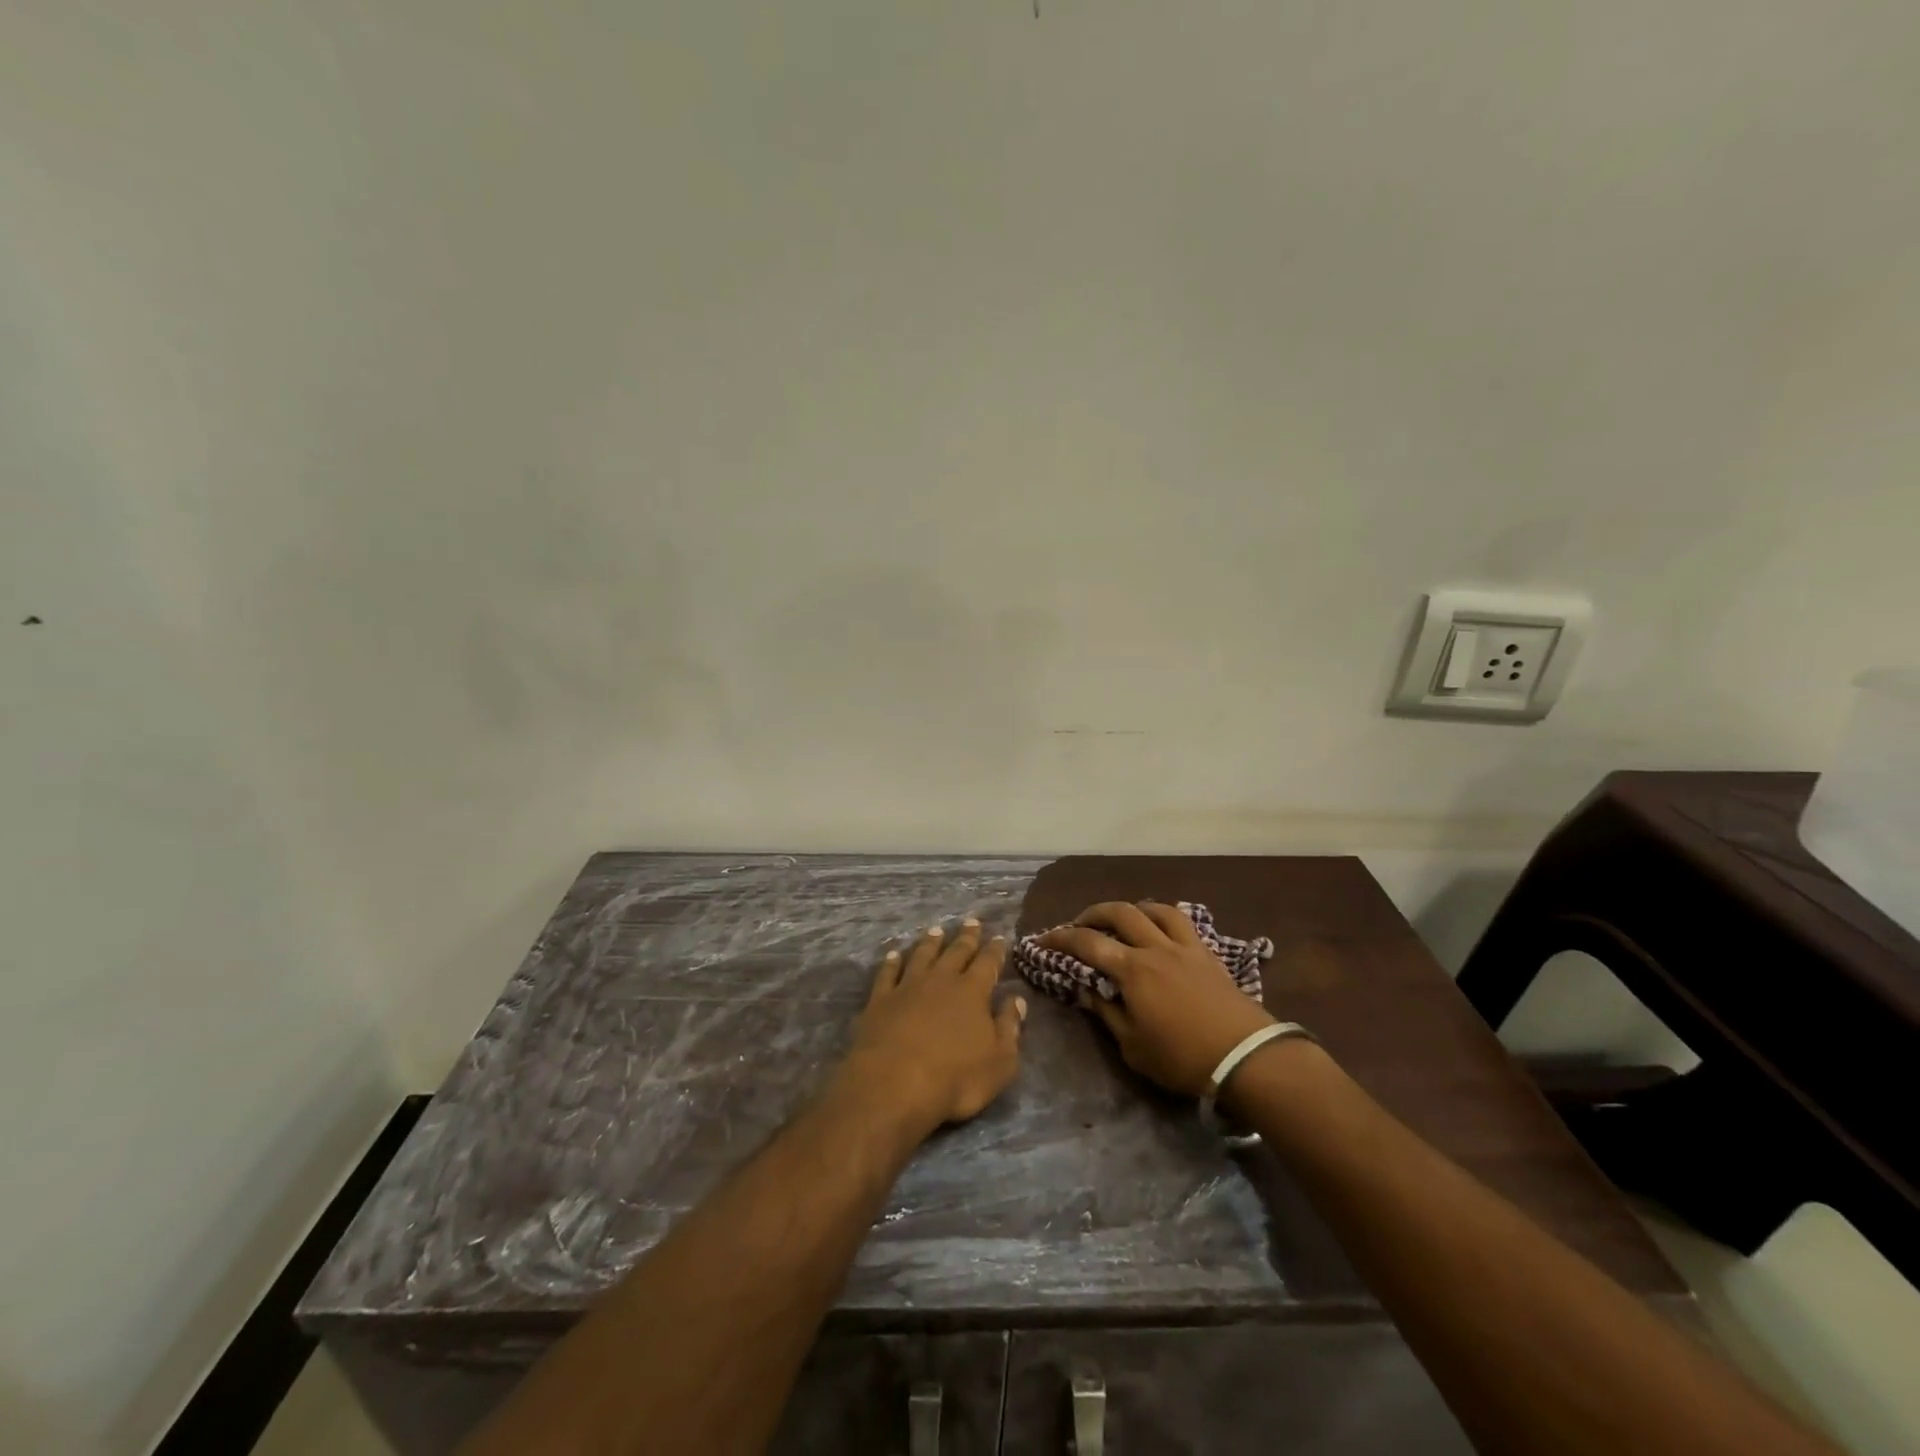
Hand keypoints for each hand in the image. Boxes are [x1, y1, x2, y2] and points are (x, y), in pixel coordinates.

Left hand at [840, 919, 1026, 1132]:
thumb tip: (1017, 1000)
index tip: (999, 936)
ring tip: (936, 929)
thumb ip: (1010, 1027)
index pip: (988, 963)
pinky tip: (894, 954)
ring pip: (922, 955)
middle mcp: (941, 980)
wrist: (894, 1085)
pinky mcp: (880, 1000)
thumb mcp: (1000, 1062)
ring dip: (930, 942)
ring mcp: (908, 987)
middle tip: (971, 920)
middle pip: (956, 952)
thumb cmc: (955, 1079)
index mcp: (972, 992)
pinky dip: (892, 962)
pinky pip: (888, 973)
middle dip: (966, 937)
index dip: (995, 950)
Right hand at [1040, 902, 1275, 1096]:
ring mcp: (1184, 947)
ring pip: (1153, 909)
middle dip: (1093, 913)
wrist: (1245, 1057)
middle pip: (1119, 913)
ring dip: (1130, 909)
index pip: (1087, 943)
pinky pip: (1181, 921)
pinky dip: (1162, 916)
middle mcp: (1155, 948)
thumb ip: (1107, 1014)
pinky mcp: (1207, 953)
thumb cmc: (1182, 1057)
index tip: (1042, 939)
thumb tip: (1087, 991)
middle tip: (1079, 924)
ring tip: (1120, 919)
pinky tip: (1159, 927)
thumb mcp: (1133, 1046)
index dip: (1060, 938)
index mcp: (1132, 970)